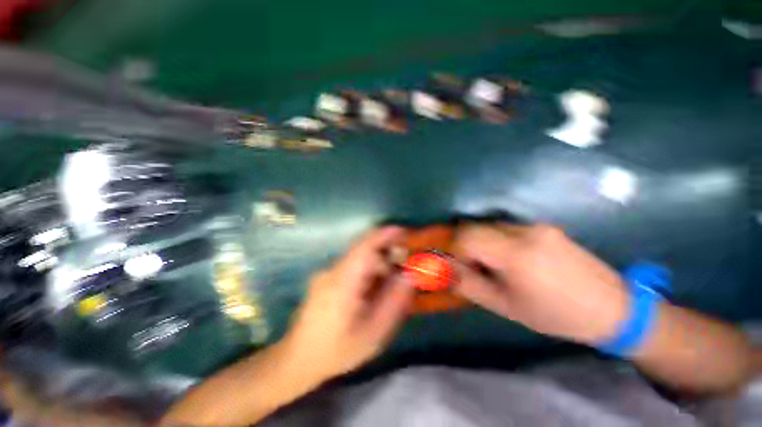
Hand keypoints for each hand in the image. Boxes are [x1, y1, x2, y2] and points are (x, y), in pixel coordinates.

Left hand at [281, 226, 413, 382]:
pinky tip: (371, 292)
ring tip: (388, 286)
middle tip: (403, 270)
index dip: (384, 235)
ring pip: (358, 259)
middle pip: (363, 251)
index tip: (403, 231)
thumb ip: (393, 302)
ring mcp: (326, 273)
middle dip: (386, 254)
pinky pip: (351, 267)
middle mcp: (332, 270)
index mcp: (343, 281)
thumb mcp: (373, 333)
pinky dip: (366, 272)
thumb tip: (408, 276)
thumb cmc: (337, 350)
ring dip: (376, 266)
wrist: (297, 361)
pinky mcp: (325, 278)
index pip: (365, 246)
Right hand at [453, 223, 630, 344]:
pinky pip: (507, 228)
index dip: (456, 249)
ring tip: (496, 265)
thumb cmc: (556, 315)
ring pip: (490, 226)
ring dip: (483, 242)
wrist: (613, 308)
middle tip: (476, 267)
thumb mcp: (506, 306)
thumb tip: (446, 270)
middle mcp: (525, 231)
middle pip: (476, 227)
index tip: (462, 267)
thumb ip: (469, 285)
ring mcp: (537, 226)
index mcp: (516, 254)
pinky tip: (514, 260)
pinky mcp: (544, 226)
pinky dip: (498, 240)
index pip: (467, 236)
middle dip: (467, 245)